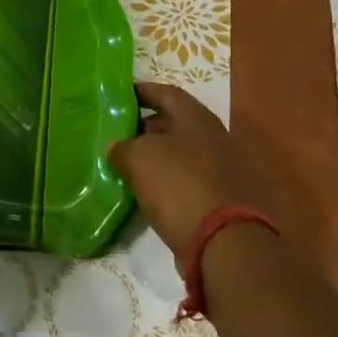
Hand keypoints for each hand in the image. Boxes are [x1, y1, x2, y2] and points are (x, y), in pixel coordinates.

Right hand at [109, 82, 247, 250]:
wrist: (223, 244)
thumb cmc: (179, 184)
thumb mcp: (139, 158)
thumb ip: (122, 147)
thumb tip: (114, 147)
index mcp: (196, 117)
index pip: (165, 92)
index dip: (142, 92)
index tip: (120, 97)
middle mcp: (212, 137)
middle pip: (174, 123)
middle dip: (145, 127)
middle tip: (118, 132)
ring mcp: (219, 170)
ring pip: (179, 154)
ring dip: (155, 157)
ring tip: (125, 162)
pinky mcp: (219, 200)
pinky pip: (185, 180)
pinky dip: (166, 181)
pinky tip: (145, 190)